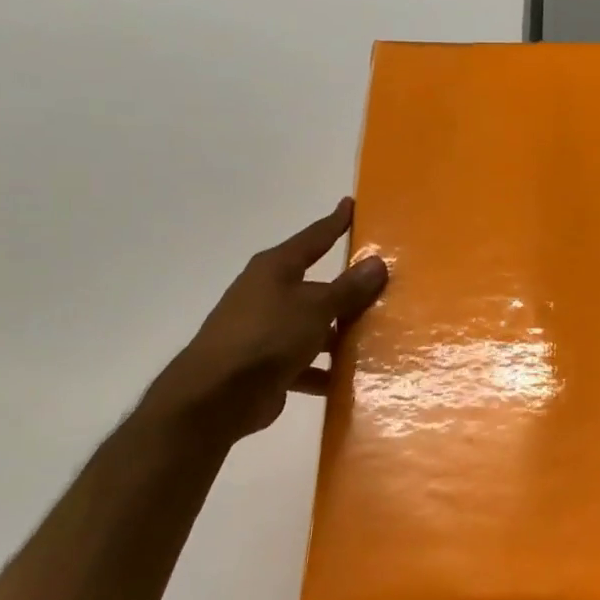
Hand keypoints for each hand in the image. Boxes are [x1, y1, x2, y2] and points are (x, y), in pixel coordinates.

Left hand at [145, 198, 387, 438]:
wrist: (217, 395)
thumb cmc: (267, 336)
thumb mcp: (315, 308)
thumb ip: (348, 288)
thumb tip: (377, 262)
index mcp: (275, 269)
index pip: (313, 238)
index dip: (334, 223)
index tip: (350, 204)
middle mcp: (268, 294)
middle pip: (316, 285)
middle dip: (345, 288)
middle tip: (382, 282)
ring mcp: (266, 330)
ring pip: (313, 326)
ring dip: (338, 333)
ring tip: (376, 336)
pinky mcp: (267, 365)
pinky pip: (306, 362)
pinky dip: (324, 369)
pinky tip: (350, 379)